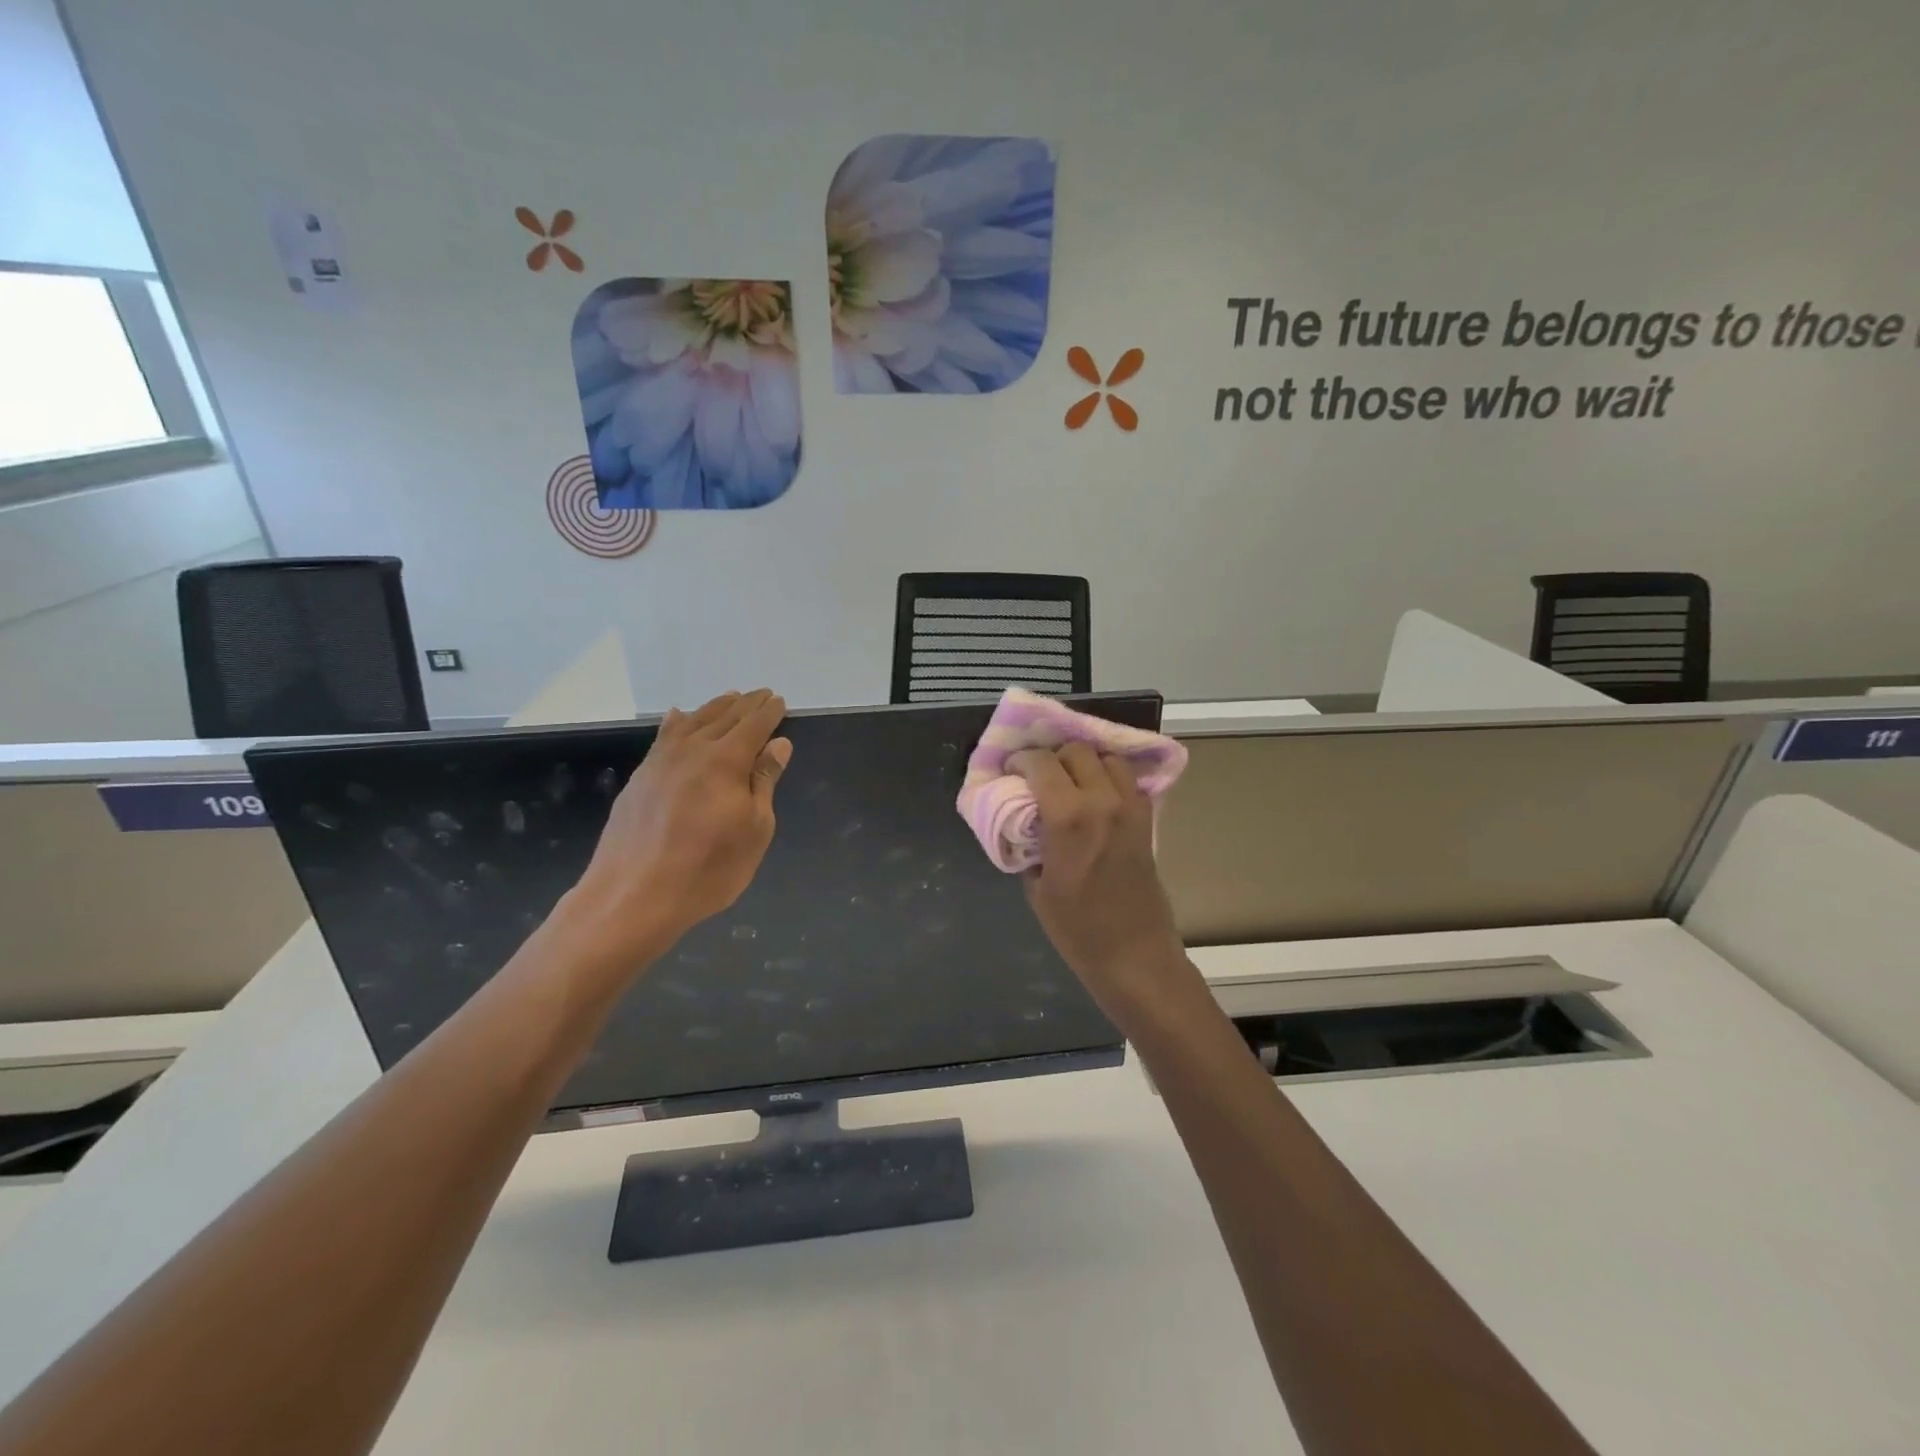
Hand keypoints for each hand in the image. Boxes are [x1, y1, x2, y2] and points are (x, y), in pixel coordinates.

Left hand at [568, 689, 790, 959]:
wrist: (633, 896)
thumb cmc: (708, 869)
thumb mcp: (754, 829)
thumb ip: (764, 781)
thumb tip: (778, 744)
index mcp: (726, 761)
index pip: (754, 725)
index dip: (769, 712)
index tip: (780, 701)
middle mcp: (692, 750)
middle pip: (723, 717)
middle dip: (745, 705)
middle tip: (760, 695)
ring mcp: (660, 762)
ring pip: (692, 722)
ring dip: (714, 708)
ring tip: (729, 699)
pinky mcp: (639, 779)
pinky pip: (662, 737)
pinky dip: (676, 723)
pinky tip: (678, 717)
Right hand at [1015, 742, 1183, 1010]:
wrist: (1134, 955)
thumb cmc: (1077, 929)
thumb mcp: (1036, 886)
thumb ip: (1029, 842)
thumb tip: (1024, 820)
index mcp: (1068, 817)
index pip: (1040, 763)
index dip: (1020, 761)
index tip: (1010, 771)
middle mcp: (1102, 800)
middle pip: (1076, 751)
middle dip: (1052, 757)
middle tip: (1038, 777)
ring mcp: (1130, 807)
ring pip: (1107, 757)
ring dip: (1084, 763)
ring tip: (1069, 782)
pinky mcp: (1146, 819)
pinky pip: (1127, 780)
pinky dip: (1108, 777)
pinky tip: (1094, 797)